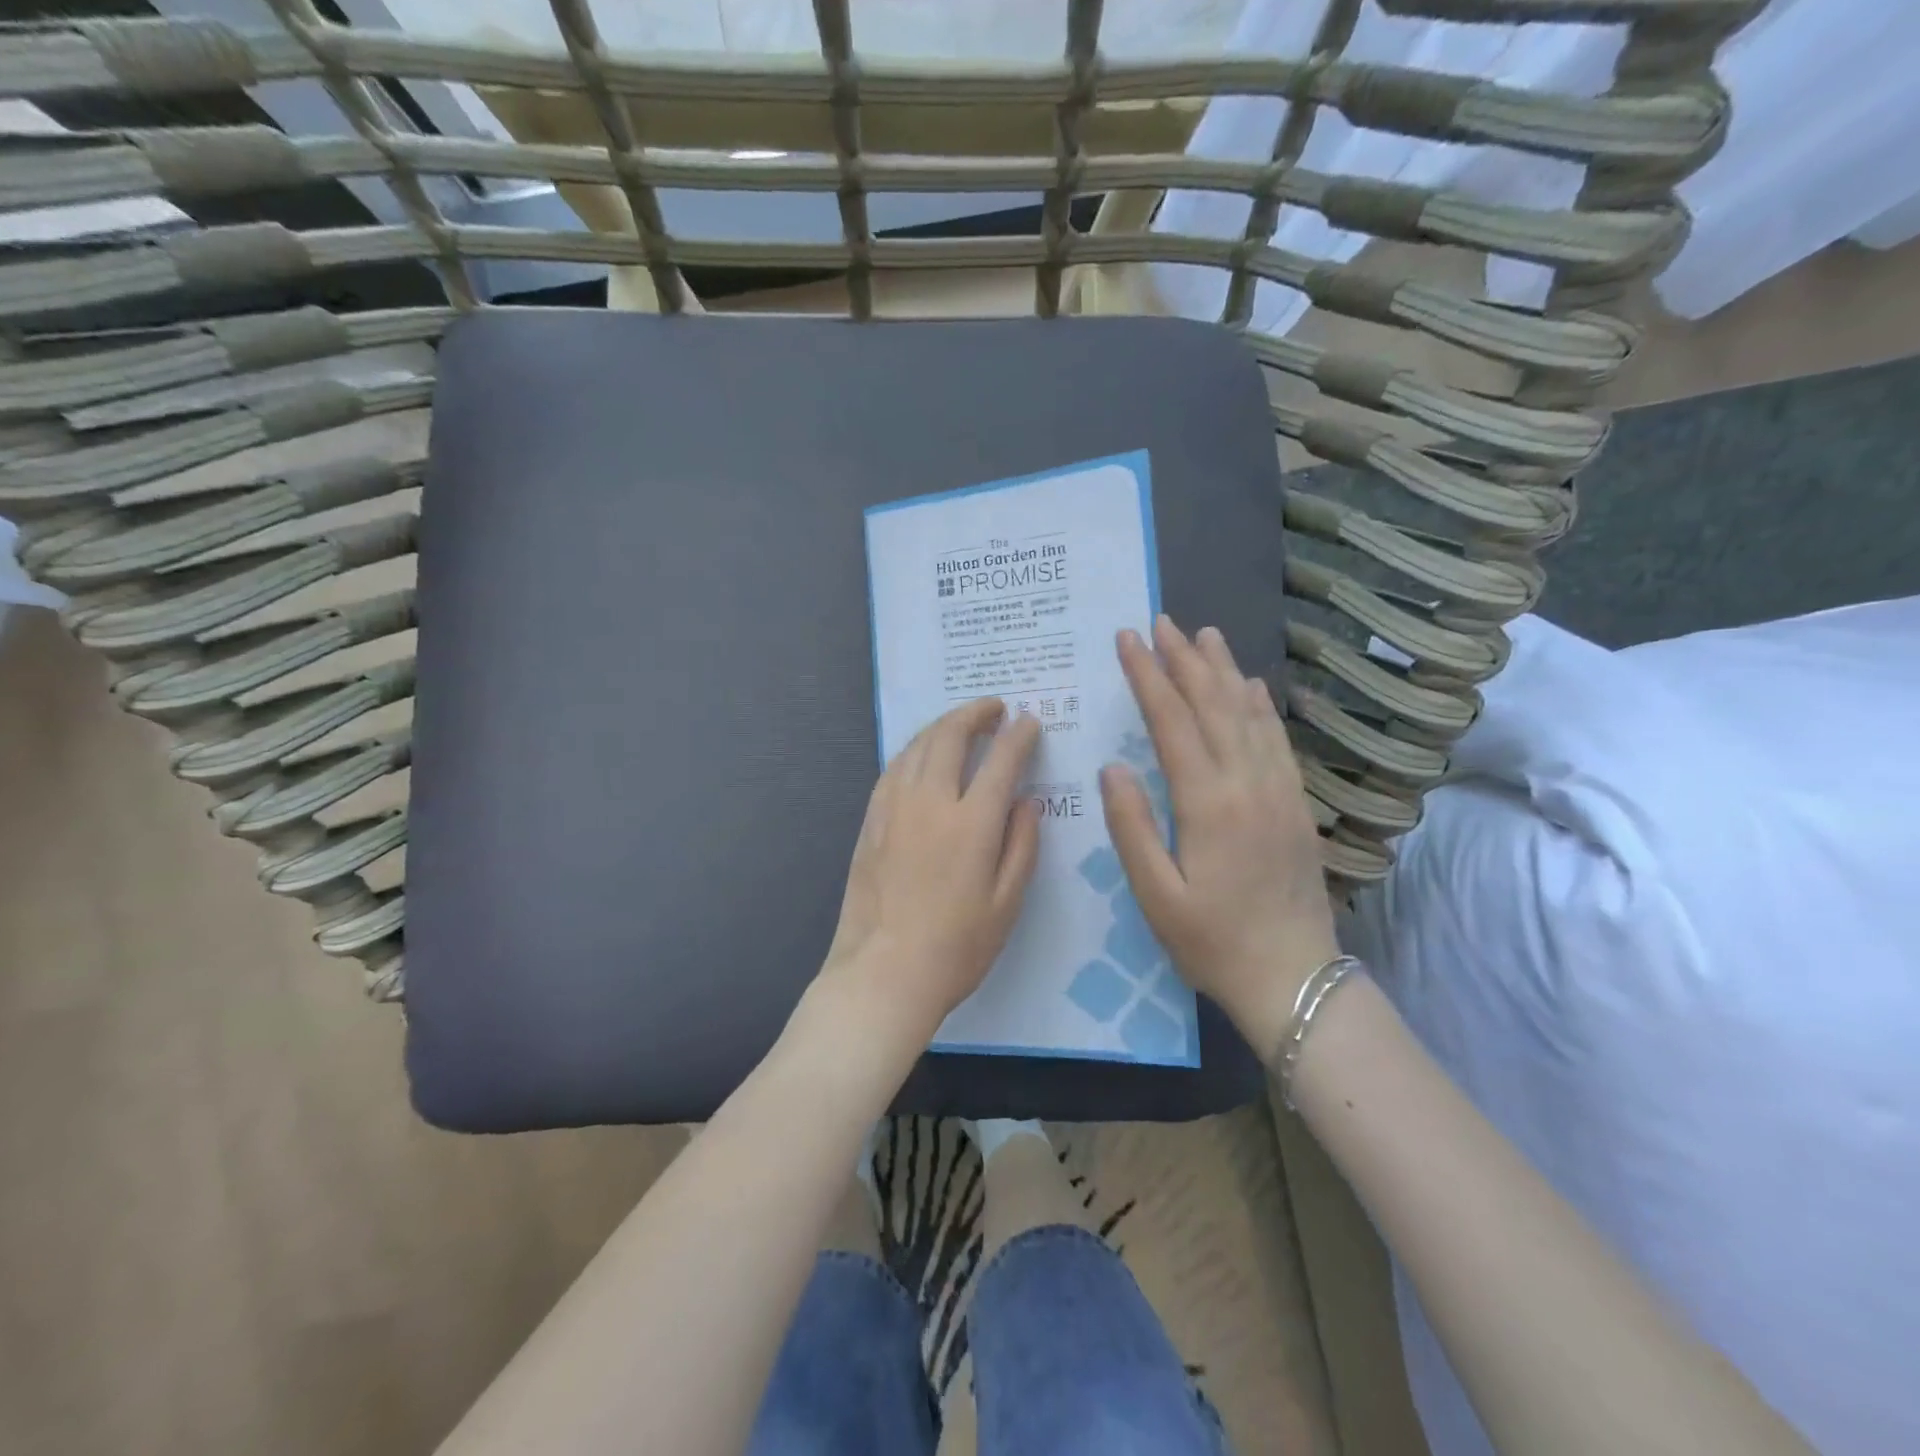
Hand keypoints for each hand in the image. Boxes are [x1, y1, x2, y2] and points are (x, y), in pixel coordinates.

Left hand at [816, 698, 1042, 1049]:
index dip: (1019, 735)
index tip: (1030, 721)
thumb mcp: (1007, 903)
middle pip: (950, 737)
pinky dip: (914, 750)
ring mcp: (893, 808)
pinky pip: (893, 768)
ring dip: (942, 725)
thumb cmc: (956, 947)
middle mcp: (930, 802)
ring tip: (961, 723)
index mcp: (971, 823)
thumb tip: (1026, 800)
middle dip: (975, 713)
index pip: (1001, 760)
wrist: (883, 973)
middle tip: (994, 707)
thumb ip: (1022, 844)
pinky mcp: (870, 821)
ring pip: (916, 746)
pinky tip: (922, 755)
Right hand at [1100, 616, 1340, 1058]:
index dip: (1148, 677)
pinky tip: (1251, 686)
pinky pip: (1277, 741)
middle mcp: (1247, 784)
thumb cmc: (1212, 942)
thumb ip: (1132, 826)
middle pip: (1213, 705)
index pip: (1173, 722)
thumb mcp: (1155, 894)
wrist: (1294, 978)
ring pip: (1248, 715)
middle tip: (1161, 622)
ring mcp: (1278, 791)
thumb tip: (1112, 767)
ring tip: (1204, 635)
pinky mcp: (1295, 804)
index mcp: (1208, 803)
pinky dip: (1260, 707)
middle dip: (1183, 660)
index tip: (1128, 640)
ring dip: (1224, 671)